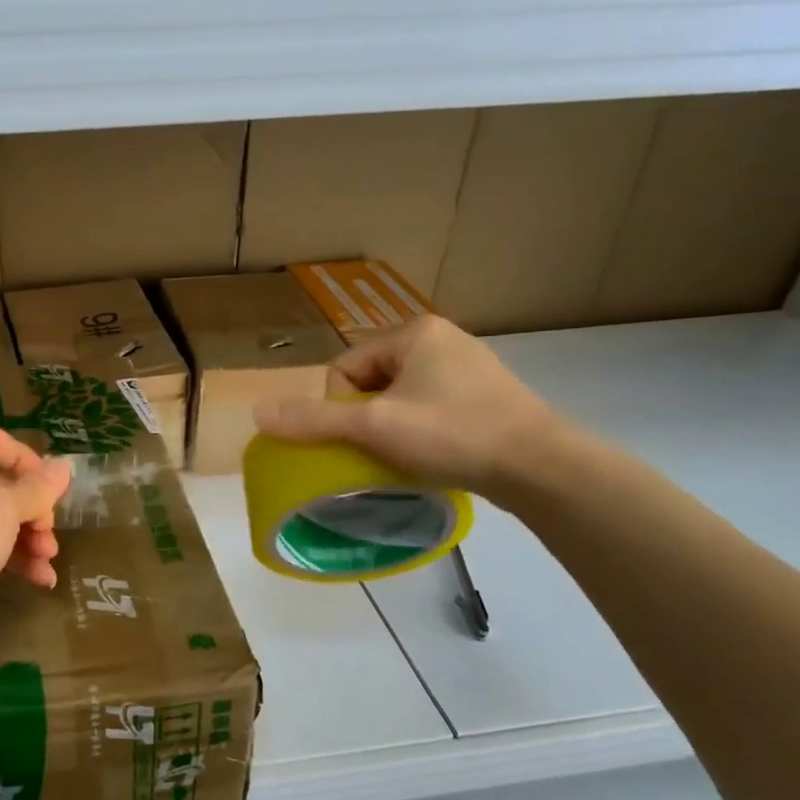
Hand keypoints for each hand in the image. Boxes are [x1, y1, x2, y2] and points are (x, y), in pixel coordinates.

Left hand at [0, 425, 71, 644]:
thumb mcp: (6, 507)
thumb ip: (38, 488)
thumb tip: (64, 467)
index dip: (27, 460)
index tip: (52, 486)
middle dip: (31, 509)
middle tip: (49, 530)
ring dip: (26, 535)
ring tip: (48, 558)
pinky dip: (9, 555)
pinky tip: (40, 578)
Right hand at [254, 314, 565, 499]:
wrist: (540, 466)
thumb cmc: (452, 434)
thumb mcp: (374, 426)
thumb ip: (314, 419)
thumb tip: (258, 412)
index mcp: (414, 333)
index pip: (345, 368)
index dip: (340, 407)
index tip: (361, 437)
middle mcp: (442, 339)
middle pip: (371, 382)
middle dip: (366, 417)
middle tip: (380, 450)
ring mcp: (469, 366)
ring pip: (400, 398)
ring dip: (391, 426)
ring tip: (405, 456)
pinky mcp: (486, 395)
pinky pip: (431, 407)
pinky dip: (421, 430)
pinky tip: (432, 454)